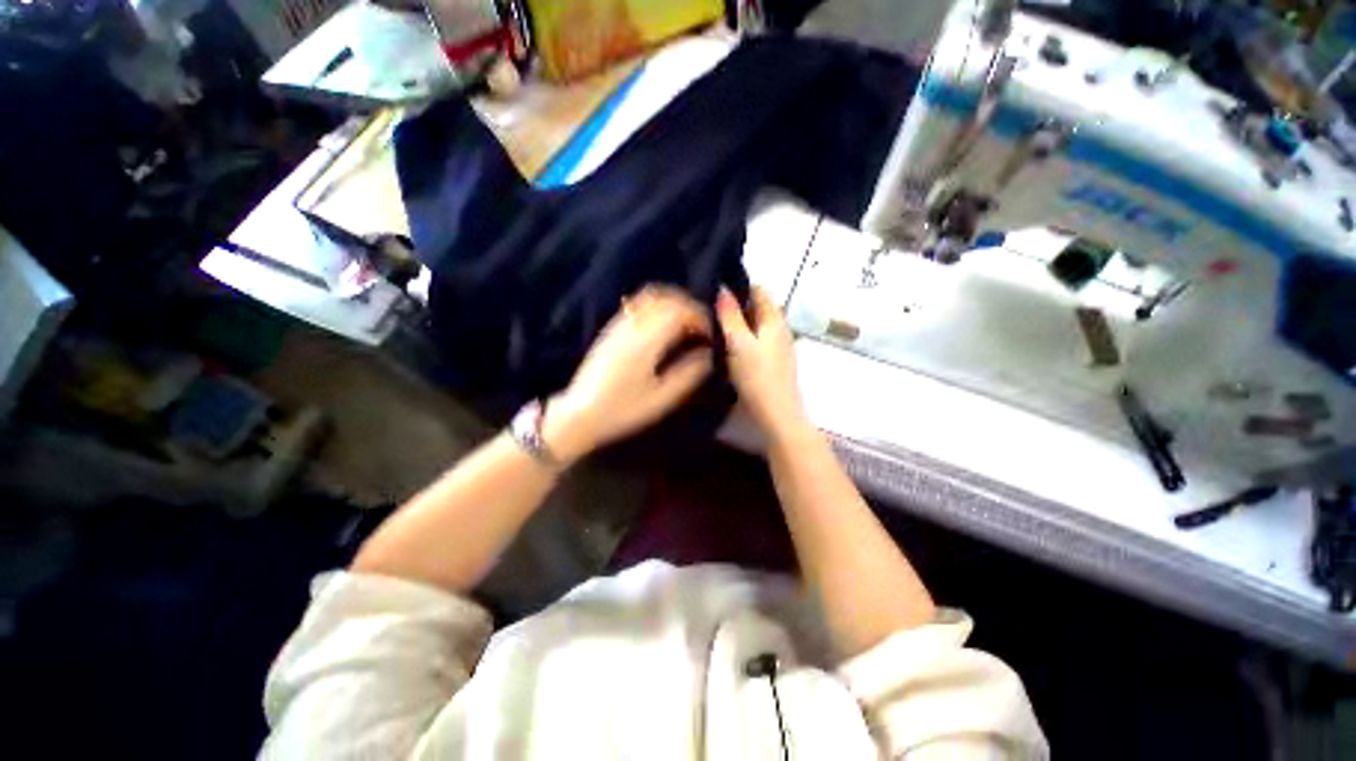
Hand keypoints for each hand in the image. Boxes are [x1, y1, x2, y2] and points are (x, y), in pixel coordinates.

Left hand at [545, 286, 714, 460]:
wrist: (578, 414)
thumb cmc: (622, 410)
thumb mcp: (661, 398)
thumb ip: (689, 374)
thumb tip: (707, 355)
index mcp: (646, 340)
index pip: (680, 311)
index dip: (700, 318)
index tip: (711, 335)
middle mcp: (632, 324)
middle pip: (666, 298)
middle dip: (689, 307)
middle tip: (701, 328)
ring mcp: (618, 325)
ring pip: (650, 297)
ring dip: (672, 304)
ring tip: (685, 324)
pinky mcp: (610, 330)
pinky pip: (637, 305)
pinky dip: (656, 307)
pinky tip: (662, 326)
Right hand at [716, 286, 805, 439]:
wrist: (777, 413)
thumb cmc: (757, 375)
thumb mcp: (738, 343)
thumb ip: (730, 315)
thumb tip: (722, 289)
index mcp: (775, 319)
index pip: (760, 290)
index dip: (739, 288)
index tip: (717, 294)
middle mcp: (781, 328)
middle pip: (759, 308)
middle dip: (737, 307)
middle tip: (712, 313)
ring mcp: (780, 346)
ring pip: (757, 326)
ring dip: (740, 325)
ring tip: (717, 331)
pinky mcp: (776, 362)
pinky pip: (759, 341)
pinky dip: (745, 340)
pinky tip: (730, 351)